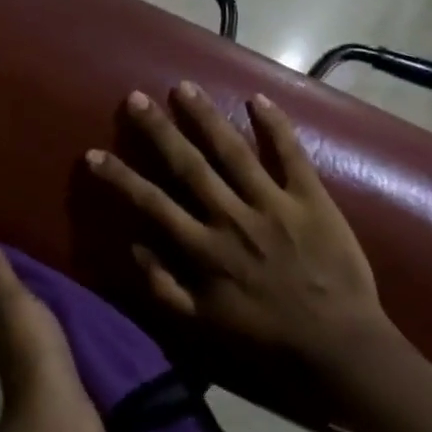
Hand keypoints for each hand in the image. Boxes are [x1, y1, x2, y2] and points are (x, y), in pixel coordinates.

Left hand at [0, 230, 105, 431]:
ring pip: (40, 321)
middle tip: (42, 250)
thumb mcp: (12, 303)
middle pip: (14, 305)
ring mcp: (40, 358)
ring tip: (70, 276)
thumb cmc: (33, 352)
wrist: (62, 415)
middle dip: (24, 282)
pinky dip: (69, 324)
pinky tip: (87, 312)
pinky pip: (65, 339)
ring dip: (48, 304)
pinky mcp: (66, 372)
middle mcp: (14, 338)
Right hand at [86, 83, 393, 370]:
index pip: (152, 204)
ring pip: (233, 151)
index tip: (93, 154)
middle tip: (136, 98)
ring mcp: (273, 204)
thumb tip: (134, 246)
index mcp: (204, 249)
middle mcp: (232, 217)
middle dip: (159, 130)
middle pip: (189, 165)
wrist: (338, 344)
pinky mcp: (311, 198)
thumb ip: (164, 287)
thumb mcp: (204, 325)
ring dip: (206, 117)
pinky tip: (259, 98)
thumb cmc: (267, 336)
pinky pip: (291, 155)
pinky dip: (276, 126)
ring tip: (184, 87)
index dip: (120, 178)